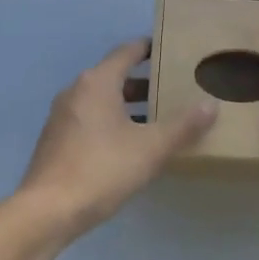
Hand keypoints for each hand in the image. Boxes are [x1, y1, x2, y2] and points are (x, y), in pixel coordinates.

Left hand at [18, 39, 217, 238]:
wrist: (48, 211)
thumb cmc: (102, 169)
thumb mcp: (151, 148)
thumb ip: (183, 126)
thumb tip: (211, 105)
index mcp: (97, 82)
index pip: (127, 51)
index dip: (151, 47)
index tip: (173, 50)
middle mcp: (76, 91)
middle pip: (115, 76)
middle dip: (145, 82)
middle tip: (175, 89)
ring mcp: (62, 116)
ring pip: (102, 100)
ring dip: (129, 105)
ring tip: (159, 118)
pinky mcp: (57, 140)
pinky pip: (91, 119)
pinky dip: (112, 121)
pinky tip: (131, 144)